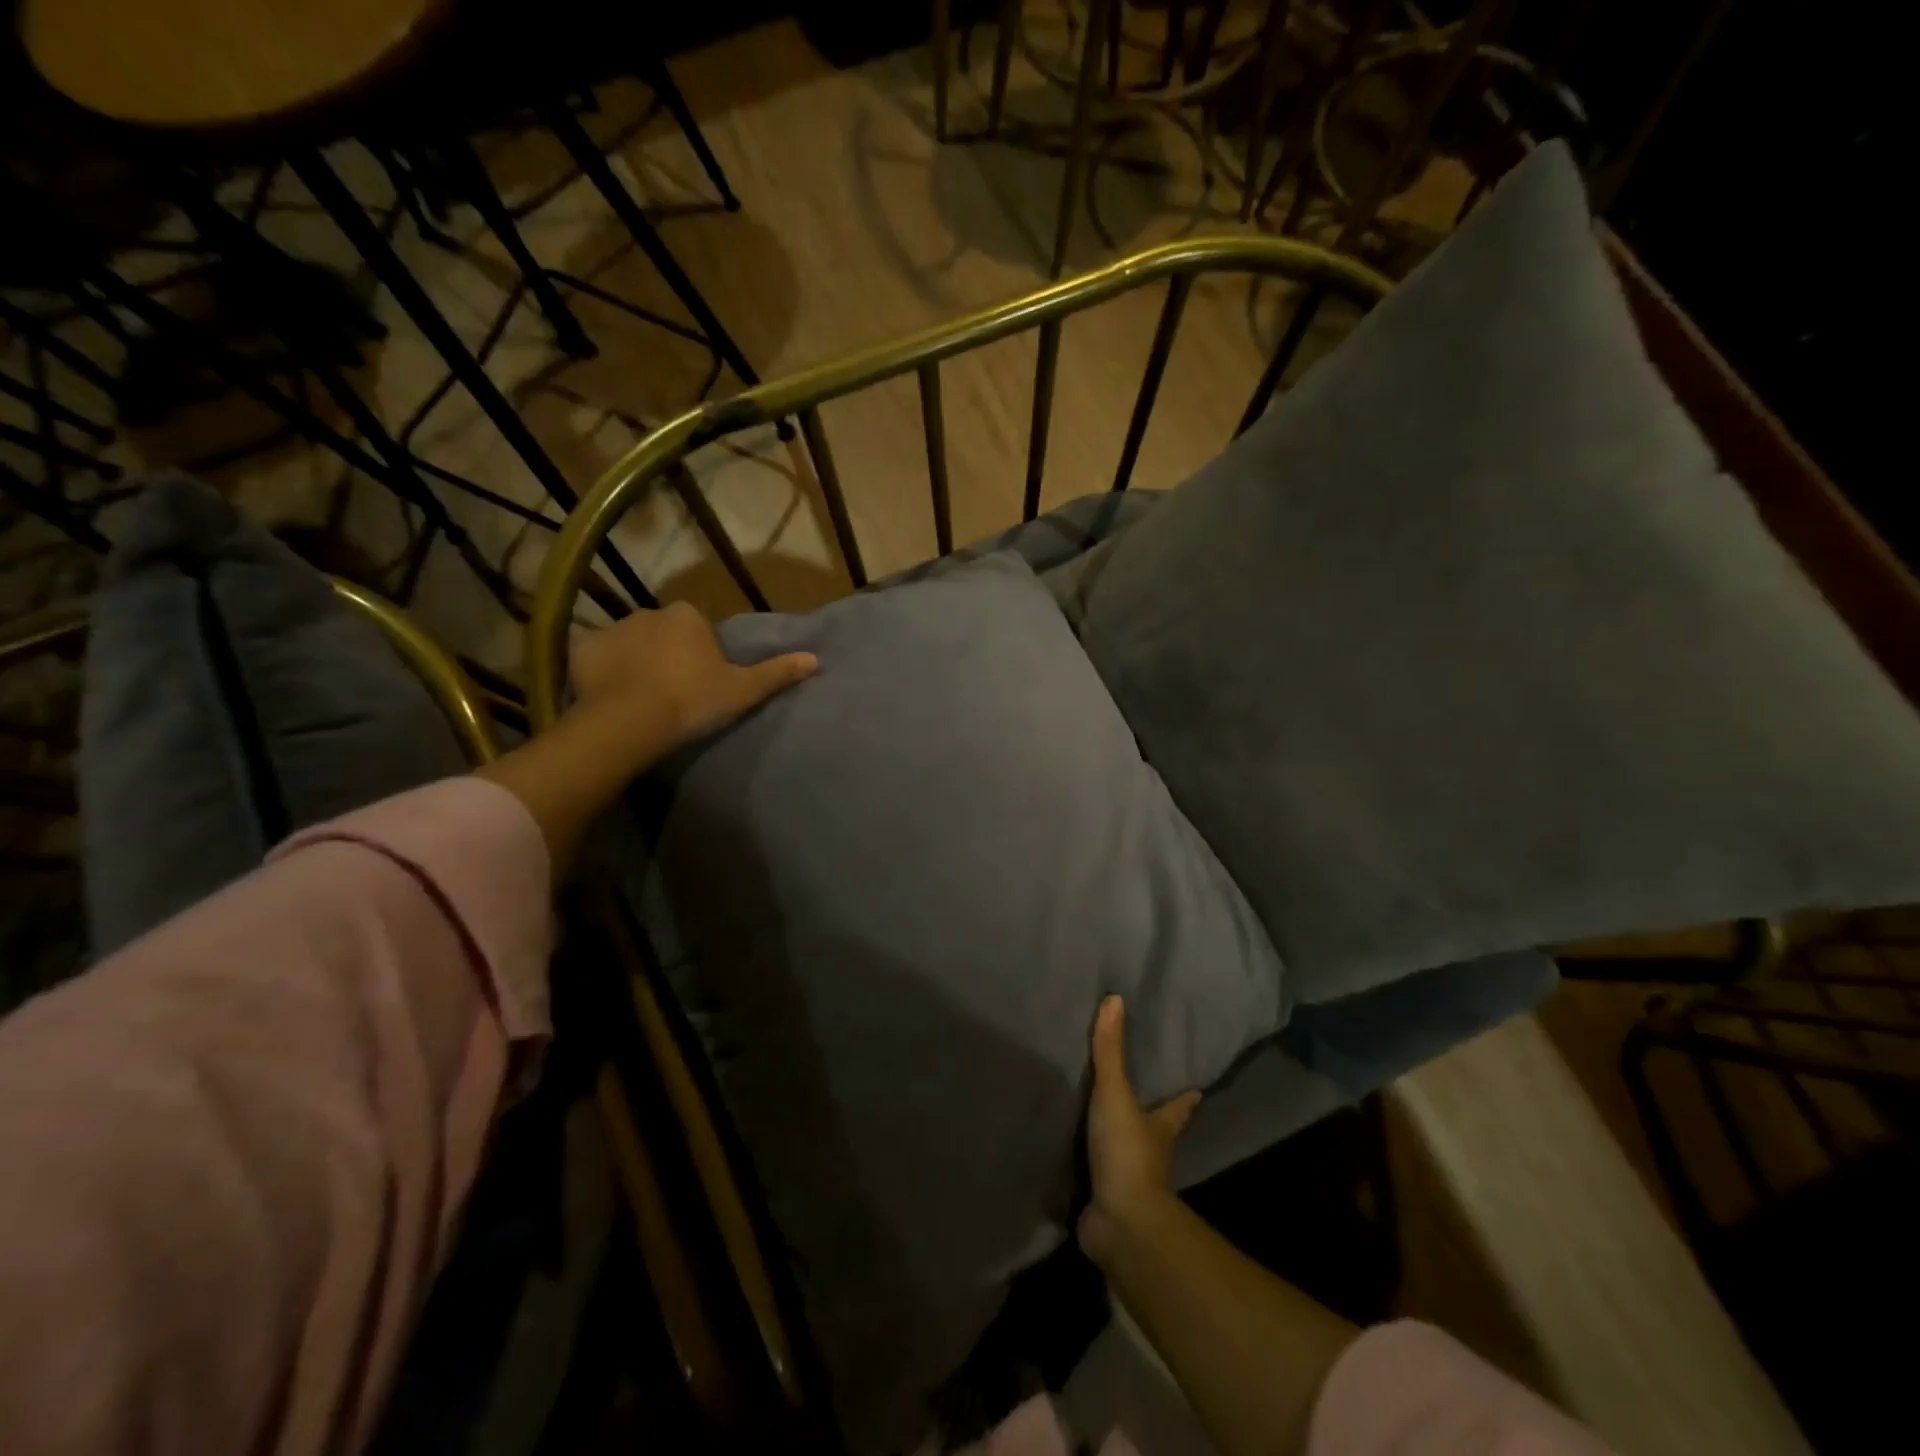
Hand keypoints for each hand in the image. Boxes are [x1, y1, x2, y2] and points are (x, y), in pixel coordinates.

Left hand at [570, 601, 817, 753]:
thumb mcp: (743, 690)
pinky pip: (600, 658)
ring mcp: (612, 629)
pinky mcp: (583, 650)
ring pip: (631, 645)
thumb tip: (816, 659)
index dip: (701, 656)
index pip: (698, 629)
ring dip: (637, 663)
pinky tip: (614, 698)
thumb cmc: (692, 700)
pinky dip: (606, 673)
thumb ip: (777, 673)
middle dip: (667, 655)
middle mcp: (648, 612)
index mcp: (687, 616)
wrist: (631, 721)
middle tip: (674, 694)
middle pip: (664, 634)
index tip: (701, 685)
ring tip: (643, 700)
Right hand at [1079, 995, 1200, 1267]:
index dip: (1185, 1098)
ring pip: (1128, 1154)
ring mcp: (1130, 1181)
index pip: (1178, 1107)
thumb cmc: (1127, 1152)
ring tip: (1102, 1123)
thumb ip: (1110, 1050)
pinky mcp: (1105, 1201)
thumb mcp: (1116, 1094)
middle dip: (1154, 1118)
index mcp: (1160, 1128)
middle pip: (1156, 1130)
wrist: (1121, 1223)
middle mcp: (1151, 1153)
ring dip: (1119, 1142)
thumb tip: (1114, 998)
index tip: (1197, 1089)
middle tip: (1145, 1099)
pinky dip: (1090, 1169)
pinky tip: (1073, 1160)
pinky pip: (1096, 1178)